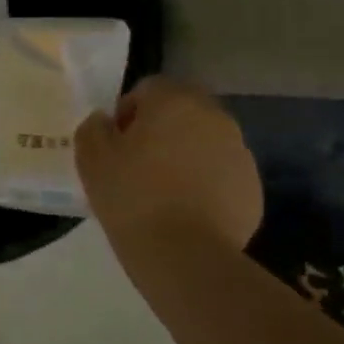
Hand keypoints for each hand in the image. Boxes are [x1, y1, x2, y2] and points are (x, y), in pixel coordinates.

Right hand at [75, 78, 263, 251]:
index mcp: (174, 101)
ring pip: (203, 142)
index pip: (148, 88)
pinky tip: (185, 211)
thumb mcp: (91, 158)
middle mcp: (214, 117)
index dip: (127, 113)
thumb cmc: (132, 196)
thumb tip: (105, 121)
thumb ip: (94, 127)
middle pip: (181, 112)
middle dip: (160, 130)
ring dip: (184, 155)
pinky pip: (220, 173)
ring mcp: (239, 152)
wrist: (185, 255)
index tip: (116, 145)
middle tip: (137, 165)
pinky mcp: (252, 187)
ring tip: (162, 192)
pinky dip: (205, 183)